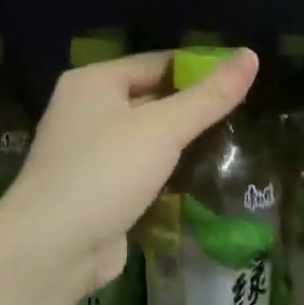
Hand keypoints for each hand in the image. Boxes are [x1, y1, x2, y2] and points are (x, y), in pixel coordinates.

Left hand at [0, 48, 259, 298]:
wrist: (51, 249)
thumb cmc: (105, 172)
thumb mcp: (163, 129)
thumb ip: (209, 96)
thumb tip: (251, 55)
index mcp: (94, 82)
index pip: (157, 61)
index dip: (200, 67)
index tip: (242, 78)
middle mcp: (86, 110)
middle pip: (151, 98)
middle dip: (193, 107)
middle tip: (246, 112)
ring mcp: (89, 153)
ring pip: (147, 138)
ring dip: (181, 143)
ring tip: (234, 142)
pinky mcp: (97, 190)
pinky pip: (140, 170)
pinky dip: (167, 172)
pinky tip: (203, 177)